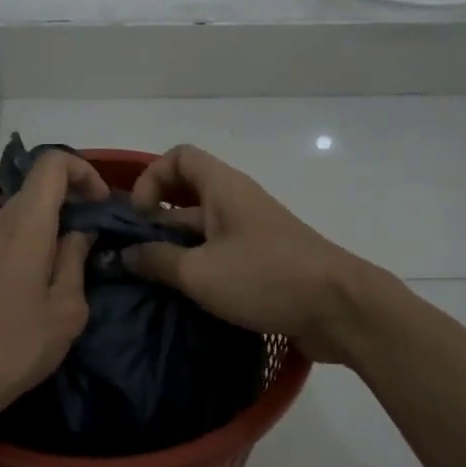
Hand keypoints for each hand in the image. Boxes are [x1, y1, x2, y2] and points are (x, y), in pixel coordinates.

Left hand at [0, 151, 107, 425]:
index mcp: (26, 223)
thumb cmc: (15, 344)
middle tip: (99, 236)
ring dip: (55, 222)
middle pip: (39, 186)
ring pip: (25, 210)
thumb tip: (79, 234)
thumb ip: (75, 261)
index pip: (52, 163)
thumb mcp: (65, 309)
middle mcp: (0, 220)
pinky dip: (36, 239)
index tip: (103, 206)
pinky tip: (47, 278)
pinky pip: (11, 232)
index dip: (84, 172)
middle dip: (74, 199)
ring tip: (77, 261)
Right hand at [123, 144, 369, 363]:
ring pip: (201, 230)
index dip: (151, 178)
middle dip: (156, 222)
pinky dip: (198, 269)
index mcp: (223, 188)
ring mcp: (251, 233)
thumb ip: (157, 261)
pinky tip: (182, 298)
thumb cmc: (265, 278)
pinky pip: (219, 254)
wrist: (339, 309)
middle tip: (134, 257)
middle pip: (186, 195)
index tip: (140, 218)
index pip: (179, 157)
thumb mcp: (200, 272)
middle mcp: (236, 202)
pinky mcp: (262, 262)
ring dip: (175, 250)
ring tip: (150, 282)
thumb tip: (125, 255)